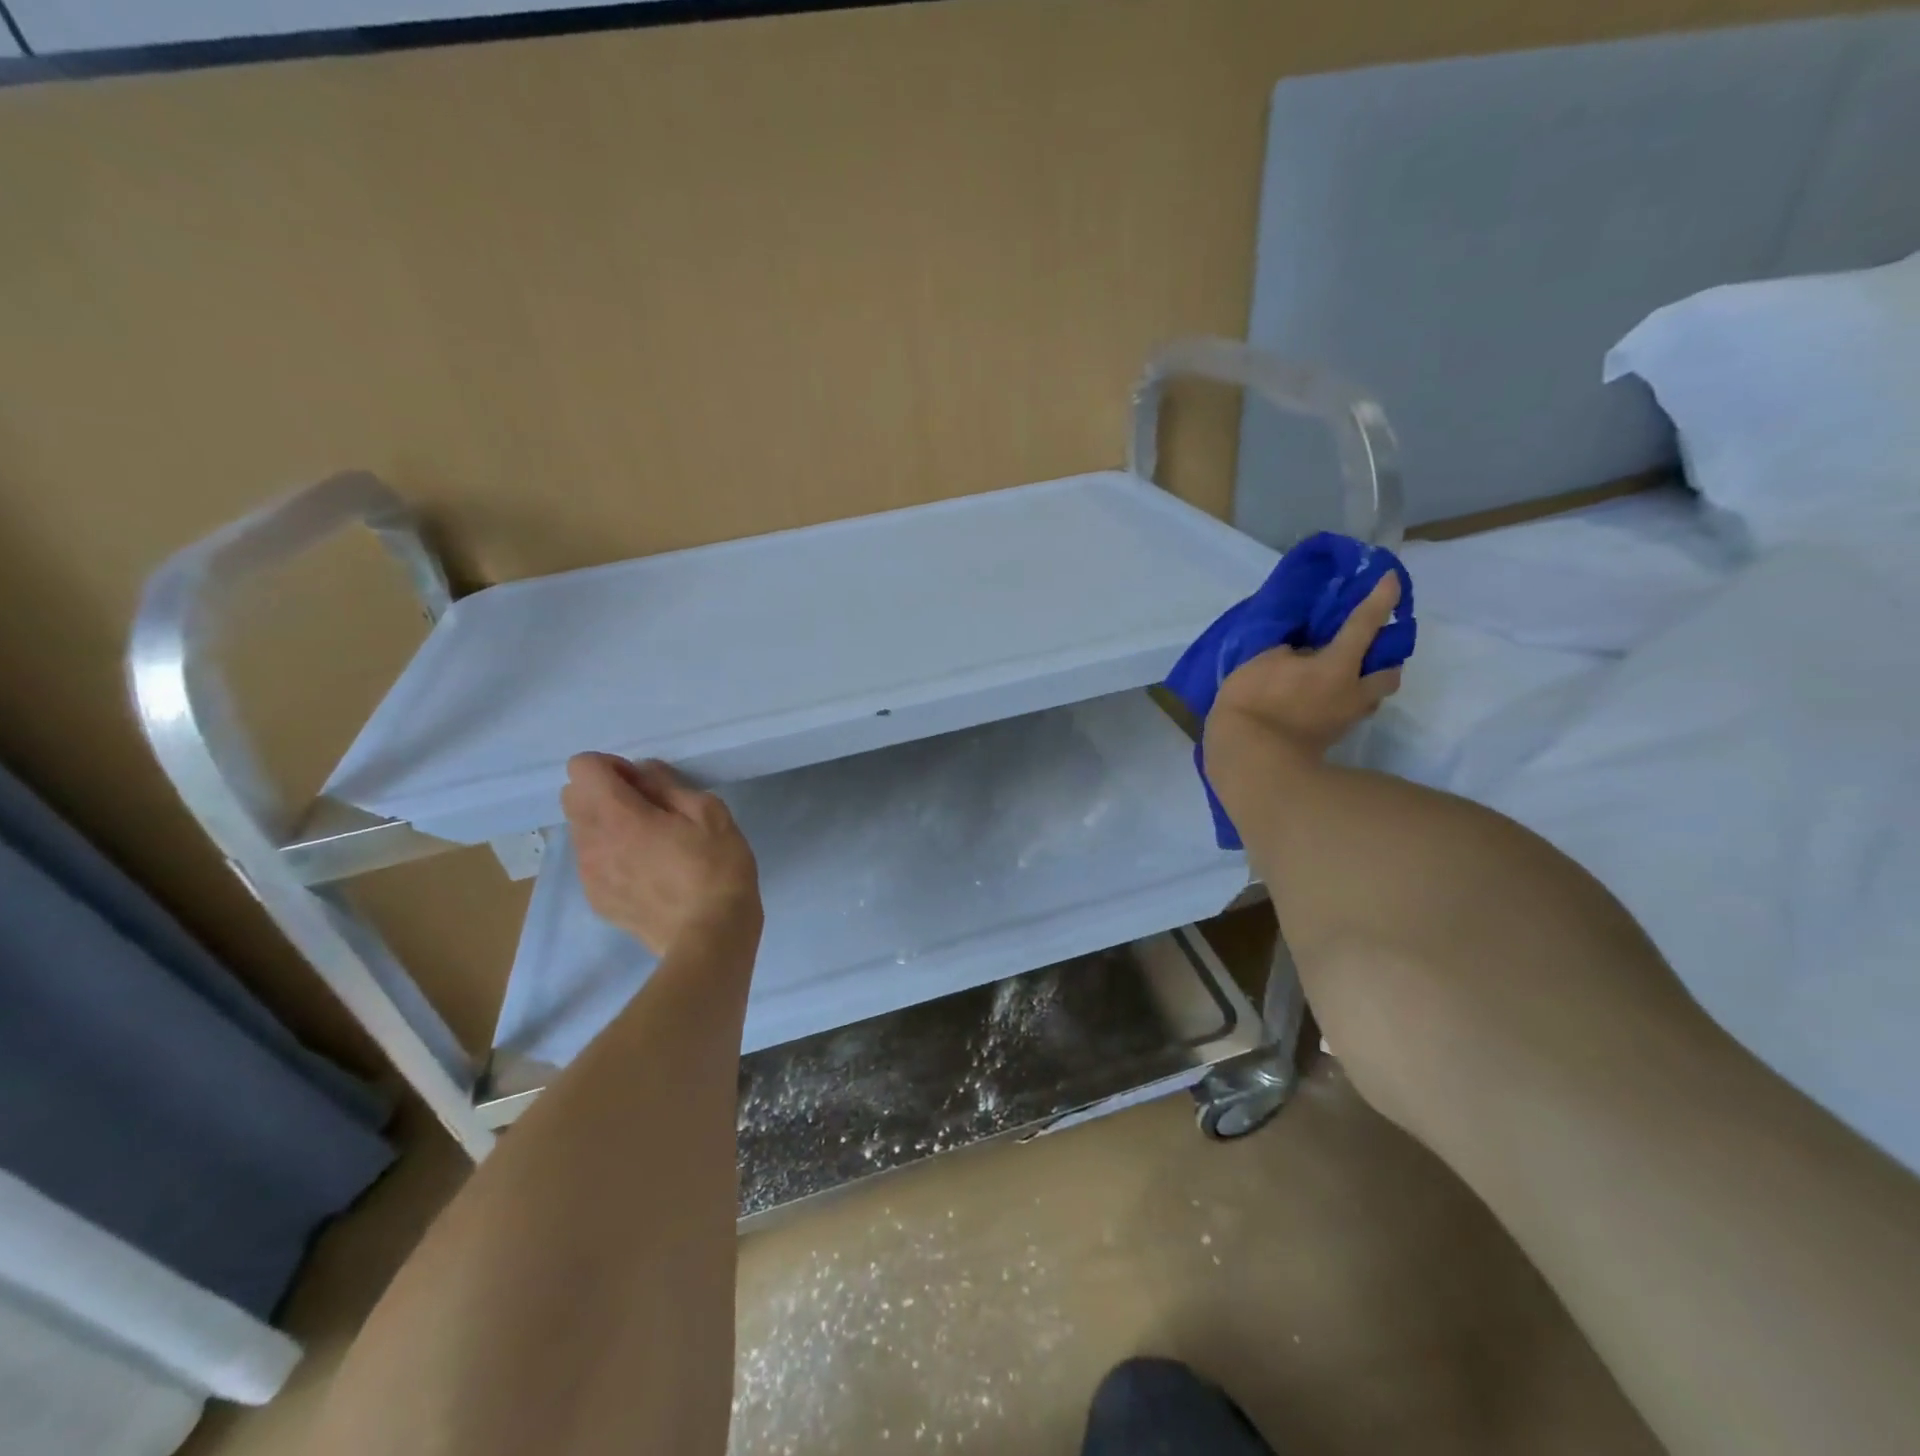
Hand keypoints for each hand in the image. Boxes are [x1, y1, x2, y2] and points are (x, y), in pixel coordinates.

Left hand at [560, 754, 761, 955]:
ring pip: (580, 830)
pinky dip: (610, 854)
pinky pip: (591, 861)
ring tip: (649, 843)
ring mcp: (589, 875)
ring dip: (606, 824)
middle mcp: (592, 842)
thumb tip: (642, 772)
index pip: (581, 767)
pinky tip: (647, 871)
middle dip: (603, 792)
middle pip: (571, 796)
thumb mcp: (710, 813)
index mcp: (618, 816)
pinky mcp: (597, 900)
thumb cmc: (717, 869)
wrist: (709, 938)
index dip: (612, 766)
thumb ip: (668, 785)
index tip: (644, 783)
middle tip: (647, 809)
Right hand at [1206, 573, 1404, 761]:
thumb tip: (1301, 651)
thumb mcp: (1261, 662)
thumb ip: (1288, 651)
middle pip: (1388, 672)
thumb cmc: (1254, 704)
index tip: (1391, 580)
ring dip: (1364, 681)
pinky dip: (1341, 699)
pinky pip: (1347, 711)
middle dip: (1384, 657)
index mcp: (1338, 666)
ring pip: (1370, 696)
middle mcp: (1352, 691)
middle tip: (1365, 646)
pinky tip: (1320, 695)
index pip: (1365, 625)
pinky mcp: (1330, 738)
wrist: (1251, 760)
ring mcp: (1344, 719)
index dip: (1379, 600)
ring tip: (1340, 673)